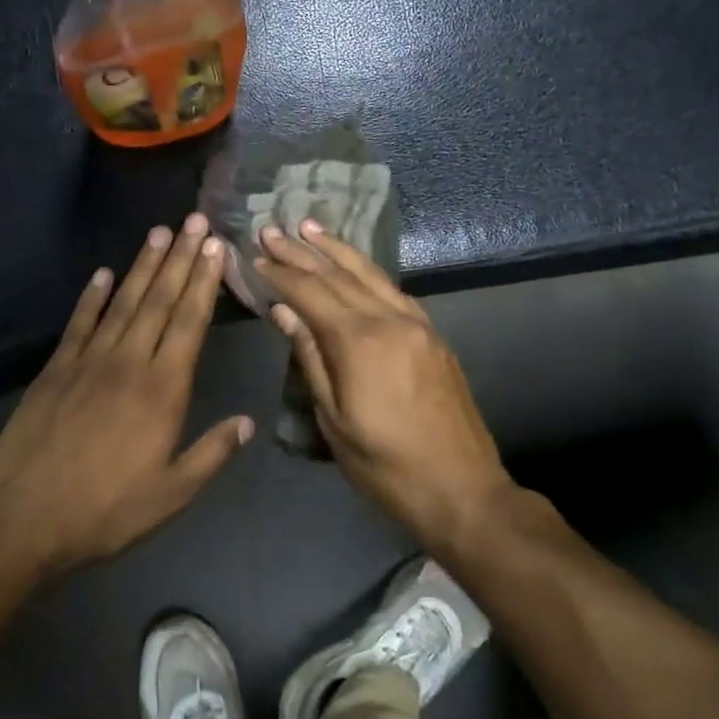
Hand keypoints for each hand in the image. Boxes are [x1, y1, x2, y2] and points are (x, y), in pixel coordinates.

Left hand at [0, 214, 252, 575]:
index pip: (189, 324)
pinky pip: (79, 324)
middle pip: (160, 301)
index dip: (204, 283)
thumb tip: (248, 422)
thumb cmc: (107, 510)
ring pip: (123, 303)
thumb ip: (212, 453)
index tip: (215, 249)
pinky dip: (92, 297)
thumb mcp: (172, 493)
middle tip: (195, 221)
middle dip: (181, 259)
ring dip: (143, 267)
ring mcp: (88, 362)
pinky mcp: (56, 370)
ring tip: (160, 232)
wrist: (26, 517)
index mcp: (163, 391)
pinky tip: (103, 273)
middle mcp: (129, 363)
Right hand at [255, 221, 512, 543]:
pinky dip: (368, 272)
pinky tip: (354, 268)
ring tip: (310, 228)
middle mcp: (390, 320)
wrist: (463, 489)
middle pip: (339, 275)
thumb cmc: (386, 466)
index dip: (280, 273)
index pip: (311, 293)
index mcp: (360, 342)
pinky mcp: (433, 336)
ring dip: (337, 250)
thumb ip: (310, 359)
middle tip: (272, 229)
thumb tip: (284, 311)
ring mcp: (417, 325)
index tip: (255, 254)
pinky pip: (394, 291)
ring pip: (371, 275)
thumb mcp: (335, 420)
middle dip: (302, 251)